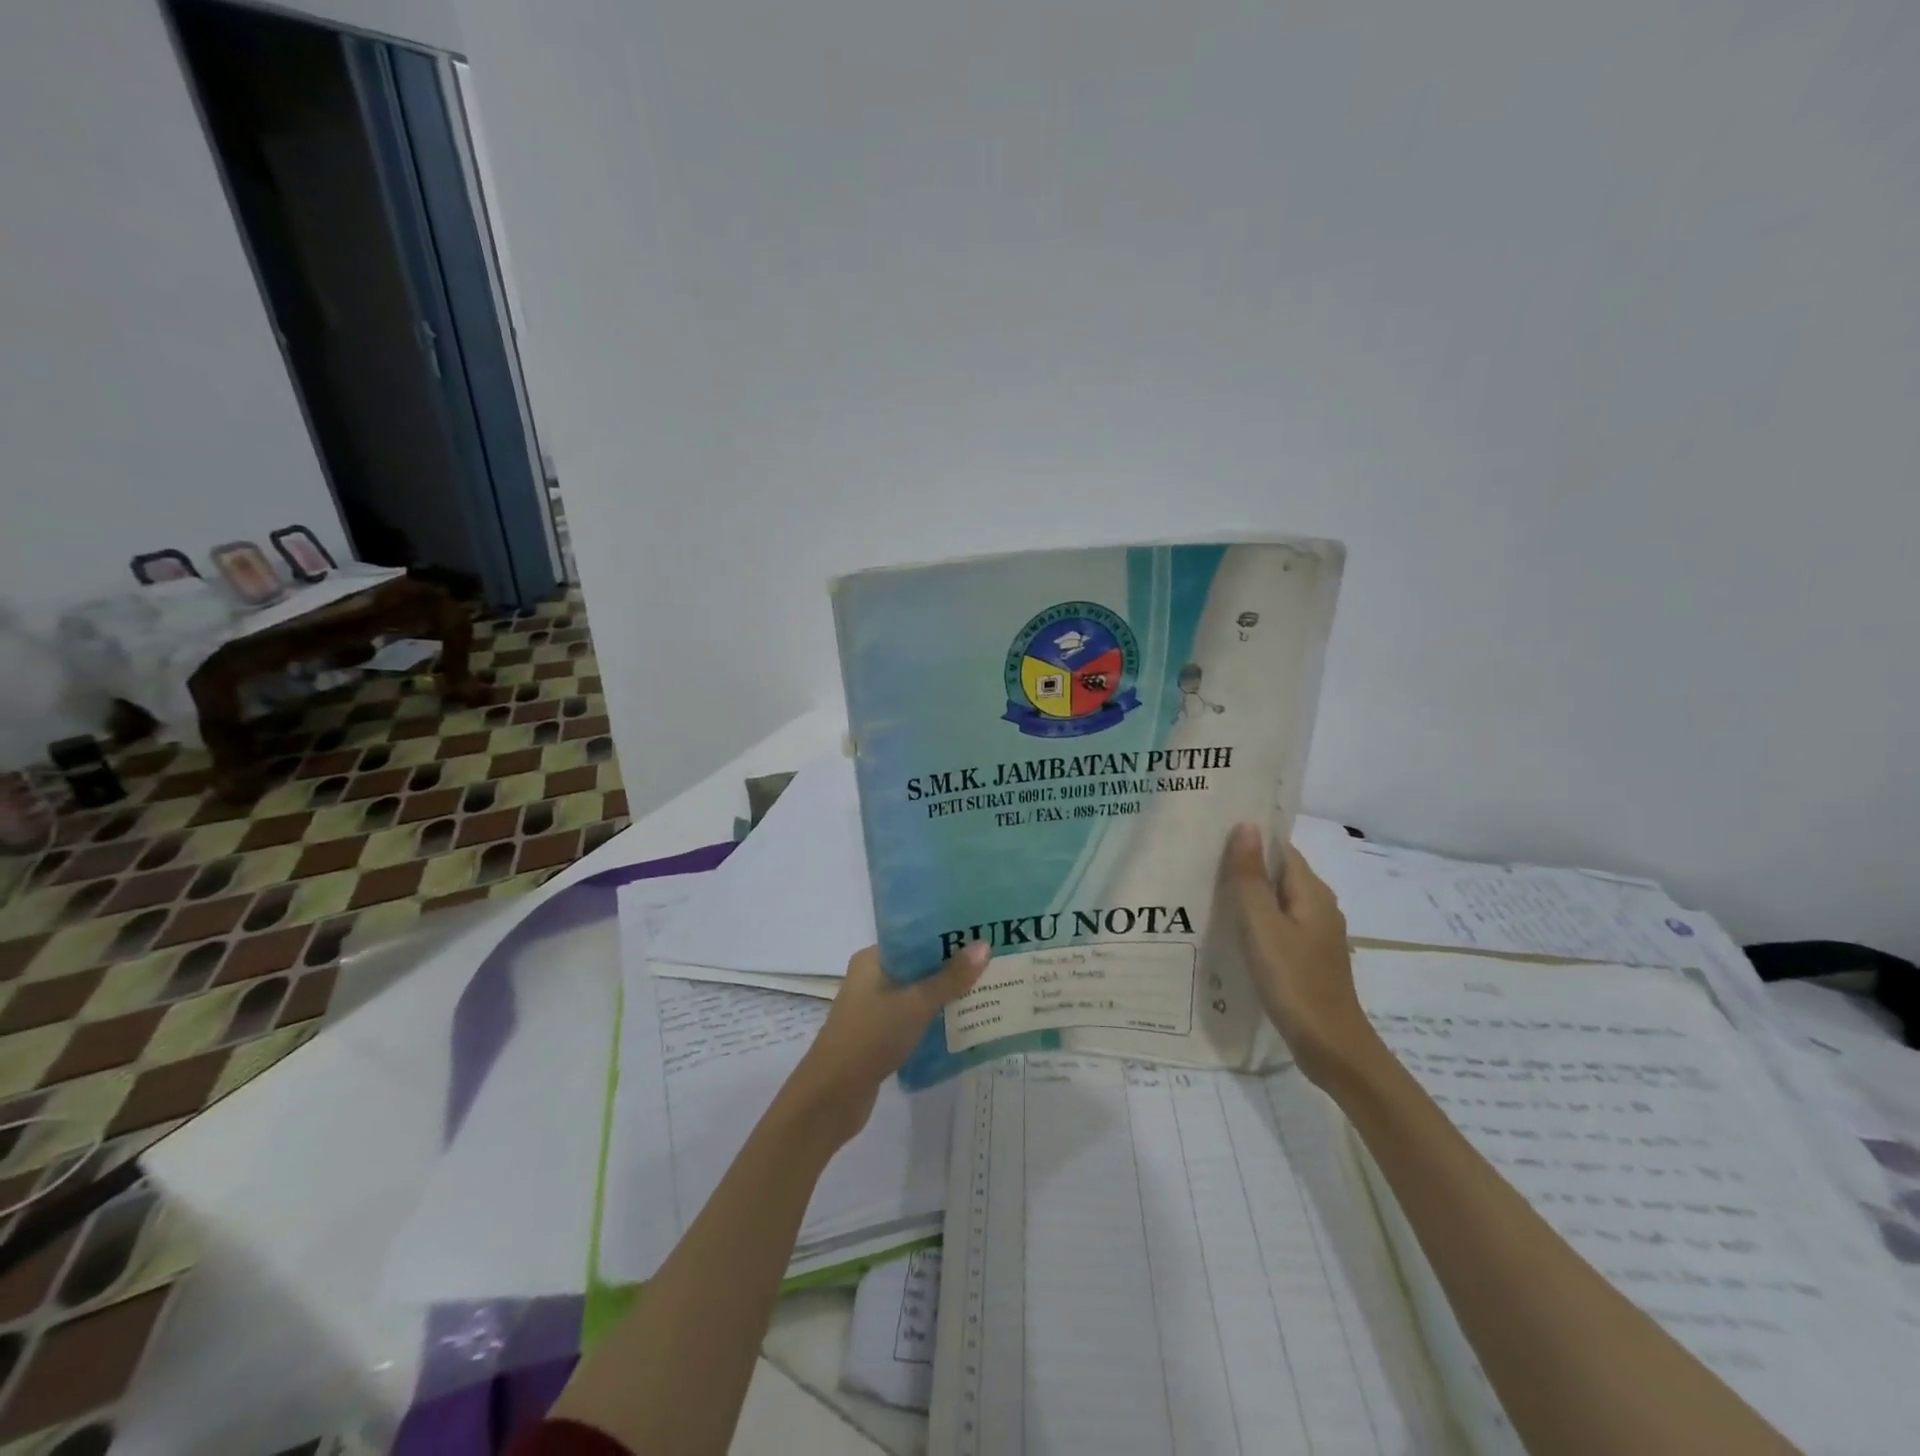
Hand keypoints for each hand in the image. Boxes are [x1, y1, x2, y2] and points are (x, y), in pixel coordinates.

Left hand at [787, 943, 988, 1141]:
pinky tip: (963, 1022)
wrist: (832, 1096)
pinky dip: (934, 1018)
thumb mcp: (916, 1003)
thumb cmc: (871, 1036)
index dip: (947, 936)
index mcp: (872, 959)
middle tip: (992, 963)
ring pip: (917, 993)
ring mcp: (874, 1008)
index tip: (981, 935)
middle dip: (952, 967)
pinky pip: (913, 1017)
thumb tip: (984, 946)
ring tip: (986, 990)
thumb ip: (951, 977)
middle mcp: (871, 977)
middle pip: (918, 965)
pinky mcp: (879, 1035)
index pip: (914, 937)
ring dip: (946, 995)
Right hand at [1220, 823, 1379, 1086]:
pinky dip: (1256, 921)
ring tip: (1206, 892)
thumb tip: (1246, 825)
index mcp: (1312, 892)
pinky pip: (1278, 924)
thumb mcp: (1262, 926)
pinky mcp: (1308, 956)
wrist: (1330, 1046)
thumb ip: (1250, 877)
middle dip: (1244, 865)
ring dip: (1248, 894)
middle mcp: (1319, 906)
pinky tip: (1230, 931)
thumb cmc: (1293, 981)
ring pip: (1277, 900)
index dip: (1249, 839)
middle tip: (1199, 862)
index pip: (1279, 849)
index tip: (1211, 836)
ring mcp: (1316, 933)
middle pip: (1278, 873)